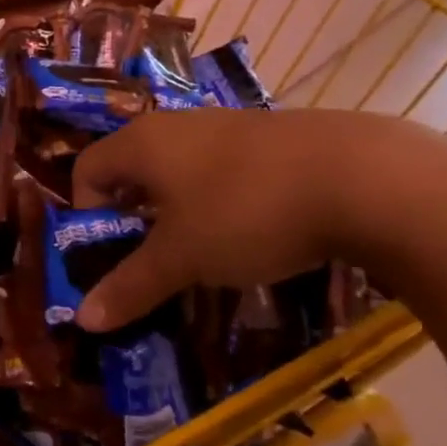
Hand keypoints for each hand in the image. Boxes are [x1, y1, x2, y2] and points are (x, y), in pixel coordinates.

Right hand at [69, 107, 446, 331]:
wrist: (364, 178)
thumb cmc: (246, 212)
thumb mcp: (182, 258)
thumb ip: (130, 286)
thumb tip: (82, 320)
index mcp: (141, 143)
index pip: (86, 169)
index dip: (86, 214)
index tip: (112, 254)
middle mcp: (176, 125)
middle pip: (131, 170)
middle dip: (133, 219)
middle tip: (152, 261)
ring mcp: (227, 126)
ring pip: (179, 171)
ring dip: (177, 213)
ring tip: (203, 253)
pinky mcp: (270, 138)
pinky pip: (221, 170)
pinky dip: (218, 202)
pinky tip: (251, 232)